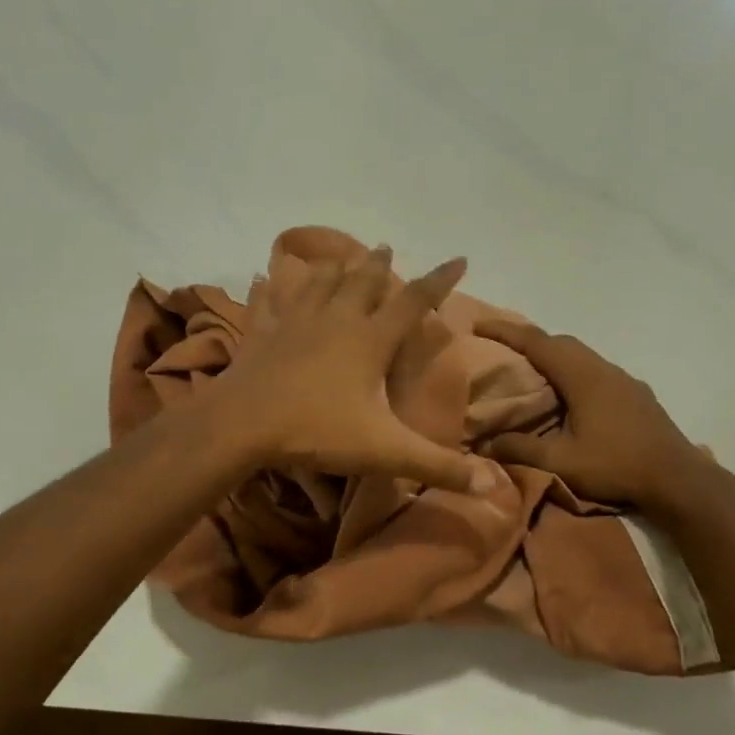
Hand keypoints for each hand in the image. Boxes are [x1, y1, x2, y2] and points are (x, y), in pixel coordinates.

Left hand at [208, 245, 493, 494]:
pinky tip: (260, 277)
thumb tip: (490, 486)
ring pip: (318, 284)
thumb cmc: (318, 431)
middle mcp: (335, 320)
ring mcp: (294, 322)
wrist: (243, 425)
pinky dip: (267, 289)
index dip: (439, 281)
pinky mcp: (261, 334)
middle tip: (386, 248)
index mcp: (369, 340)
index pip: (413, 301)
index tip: (459, 258)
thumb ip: (436, 466)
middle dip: (379, 265)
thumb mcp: (385, 452)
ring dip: (333, 268)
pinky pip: (266, 303)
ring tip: (341, 256)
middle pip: (362, 282)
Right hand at [472, 318, 708, 513]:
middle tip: (501, 349)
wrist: (678, 479)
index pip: (538, 342)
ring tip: (531, 372)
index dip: (506, 331)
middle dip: (528, 340)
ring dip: (553, 356)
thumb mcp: (561, 463)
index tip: (479, 324)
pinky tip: (569, 396)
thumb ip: (521, 450)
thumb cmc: (616, 466)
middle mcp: (604, 369)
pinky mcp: (636, 394)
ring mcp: (624, 380)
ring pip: (581, 355)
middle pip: (561, 342)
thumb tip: (484, 444)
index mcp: (583, 377)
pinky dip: (573, 371)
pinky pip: (596, 370)